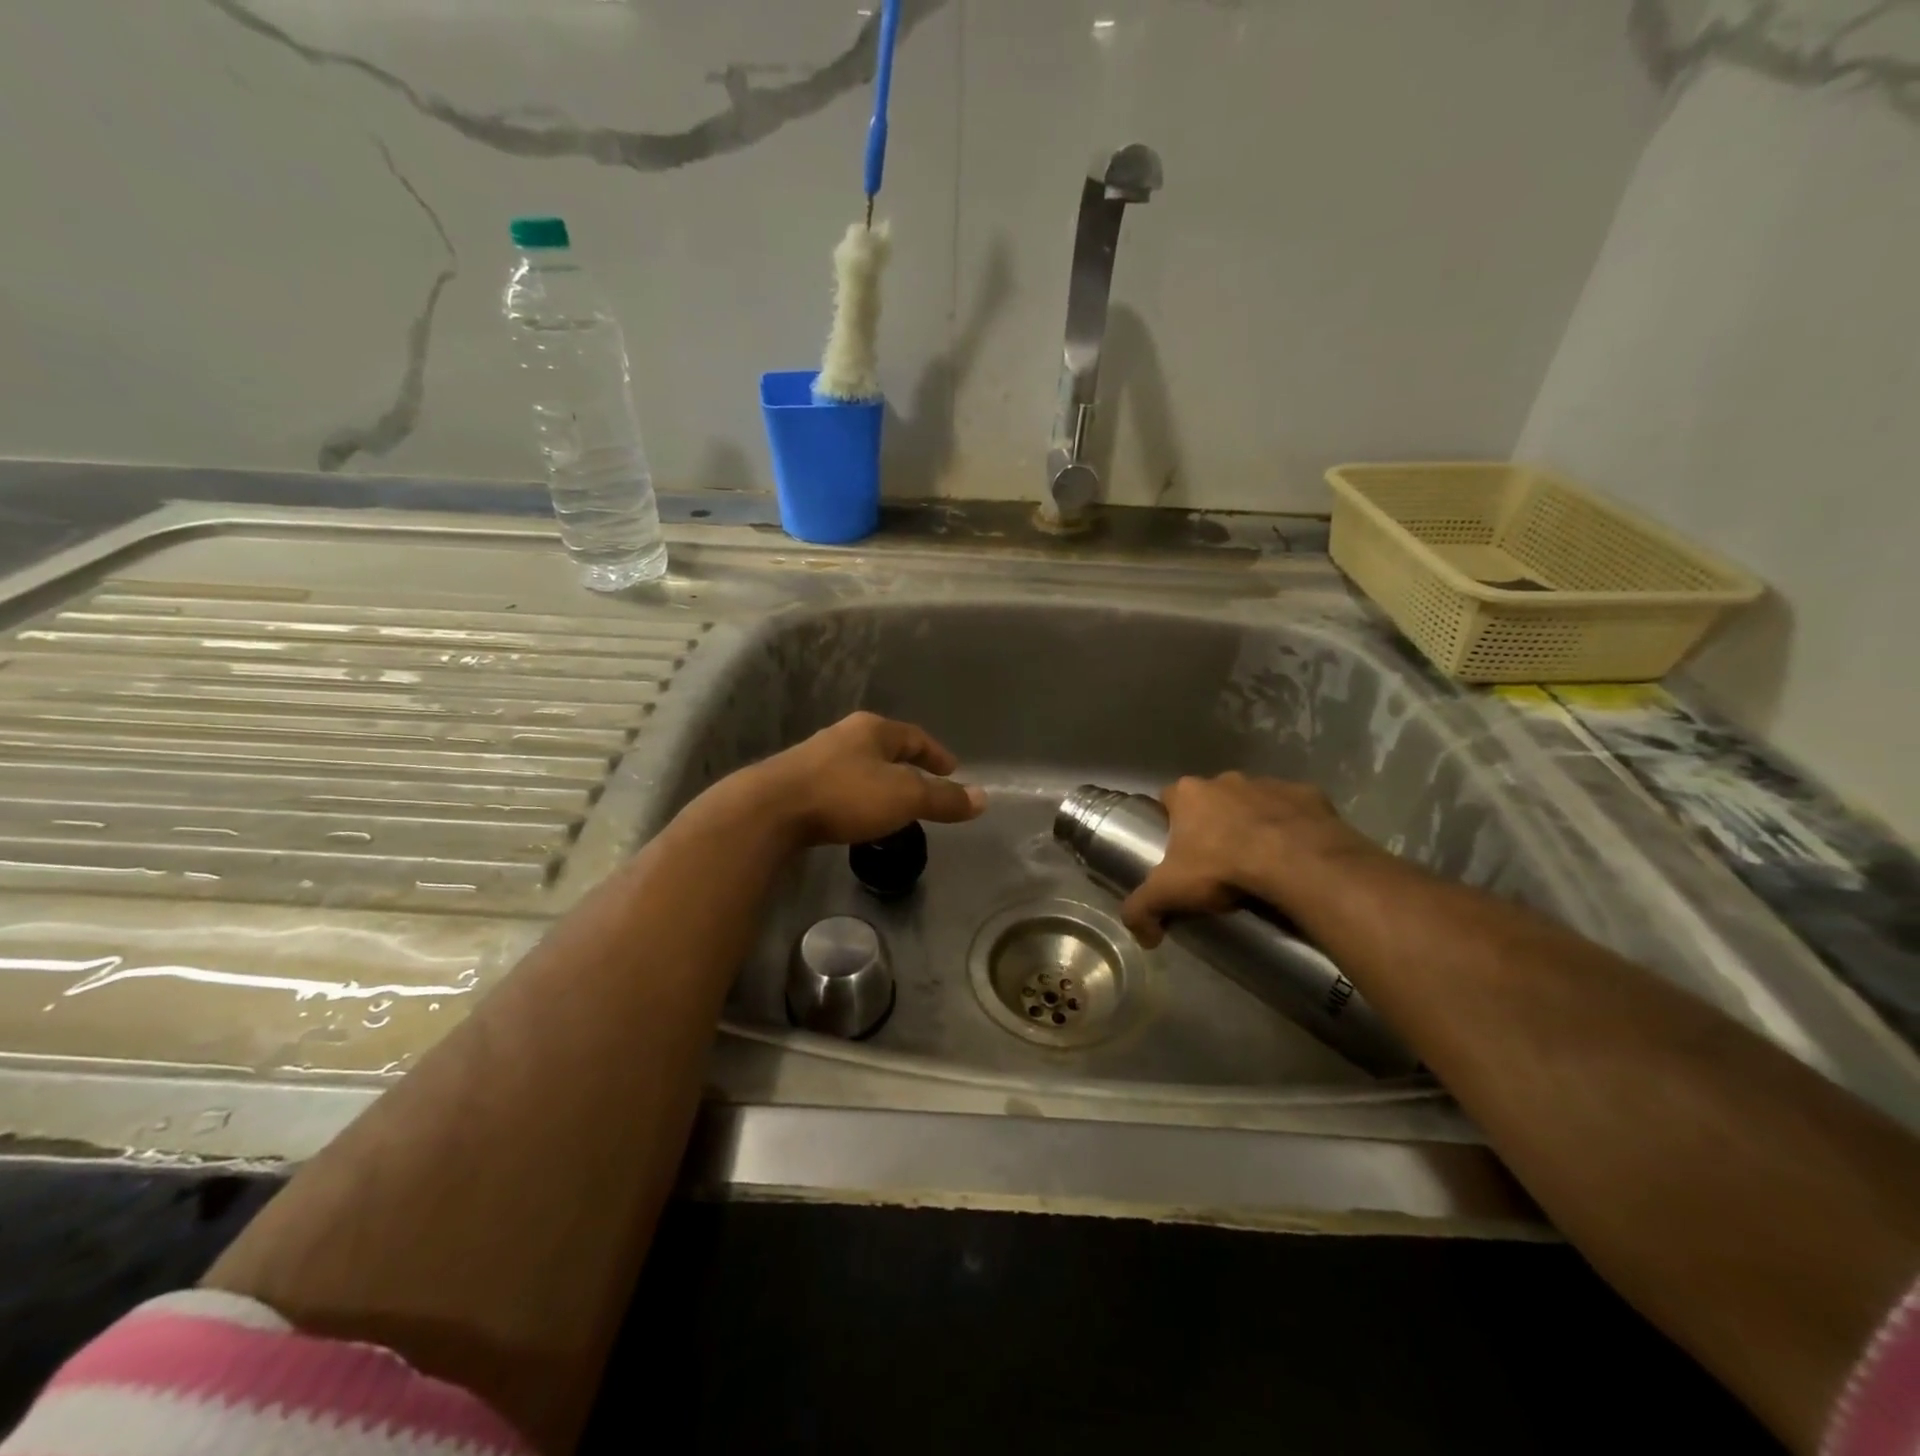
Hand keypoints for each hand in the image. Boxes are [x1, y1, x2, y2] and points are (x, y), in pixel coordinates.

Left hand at [744, 712, 986, 847]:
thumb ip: (944, 799)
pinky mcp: (795, 782)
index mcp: (872, 730)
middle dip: (907, 765)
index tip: (952, 770)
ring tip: (892, 803)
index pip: (914, 736)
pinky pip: (838, 784)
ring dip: (879, 781)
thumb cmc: (846, 795)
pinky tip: (854, 814)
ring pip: (859, 765)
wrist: (770, 810)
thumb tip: (984, 798)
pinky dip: (856, 795)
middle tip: (925, 785)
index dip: (936, 753)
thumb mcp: (905, 797)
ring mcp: (815, 757)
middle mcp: (843, 735)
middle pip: (885, 747)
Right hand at [1120, 773, 1377, 946]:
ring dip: (1254, 822)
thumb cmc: (1222, 868)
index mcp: (1189, 793)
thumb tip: (1142, 937)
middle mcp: (1226, 780)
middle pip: (1212, 799)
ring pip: (1254, 801)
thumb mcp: (1169, 893)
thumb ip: (1142, 910)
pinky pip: (1295, 810)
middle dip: (1213, 822)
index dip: (1171, 822)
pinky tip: (1296, 855)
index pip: (1169, 799)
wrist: (1297, 863)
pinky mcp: (1307, 795)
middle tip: (1218, 860)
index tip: (1177, 849)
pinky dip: (1294, 827)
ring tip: (1260, 860)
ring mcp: (1269, 784)